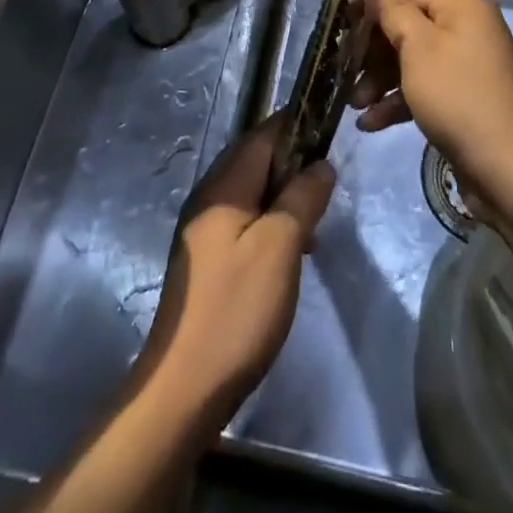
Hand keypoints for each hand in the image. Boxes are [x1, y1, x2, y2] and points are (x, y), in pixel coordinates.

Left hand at [138, 116, 335, 425]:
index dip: (295, 126)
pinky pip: (244, 220)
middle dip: (293, 163)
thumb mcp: (280, 247)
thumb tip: (321, 164)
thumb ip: (302, 198)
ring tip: (315, 221)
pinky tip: (292, 251)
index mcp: (223, 185)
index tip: (328, 130)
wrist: (184, 386)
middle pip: (255, 160)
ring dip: (284, 196)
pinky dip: (271, 222)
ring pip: (252, 192)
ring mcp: (204, 228)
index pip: (262, 135)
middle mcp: (209, 196)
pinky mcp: (207, 258)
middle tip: (327, 184)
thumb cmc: (236, 309)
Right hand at [352, 0, 512, 226]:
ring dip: (380, 79)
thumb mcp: (417, 46)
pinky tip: (370, 123)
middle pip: (408, 24)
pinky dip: (399, 100)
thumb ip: (391, 6)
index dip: (372, 6)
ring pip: (412, 58)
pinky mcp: (463, 95)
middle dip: (373, 51)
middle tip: (345, 70)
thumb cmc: (456, 95)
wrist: (505, 168)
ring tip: (354, 103)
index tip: (343, 29)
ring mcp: (467, 63)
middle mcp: (467, 26)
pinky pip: (424, 85)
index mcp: (461, 5)